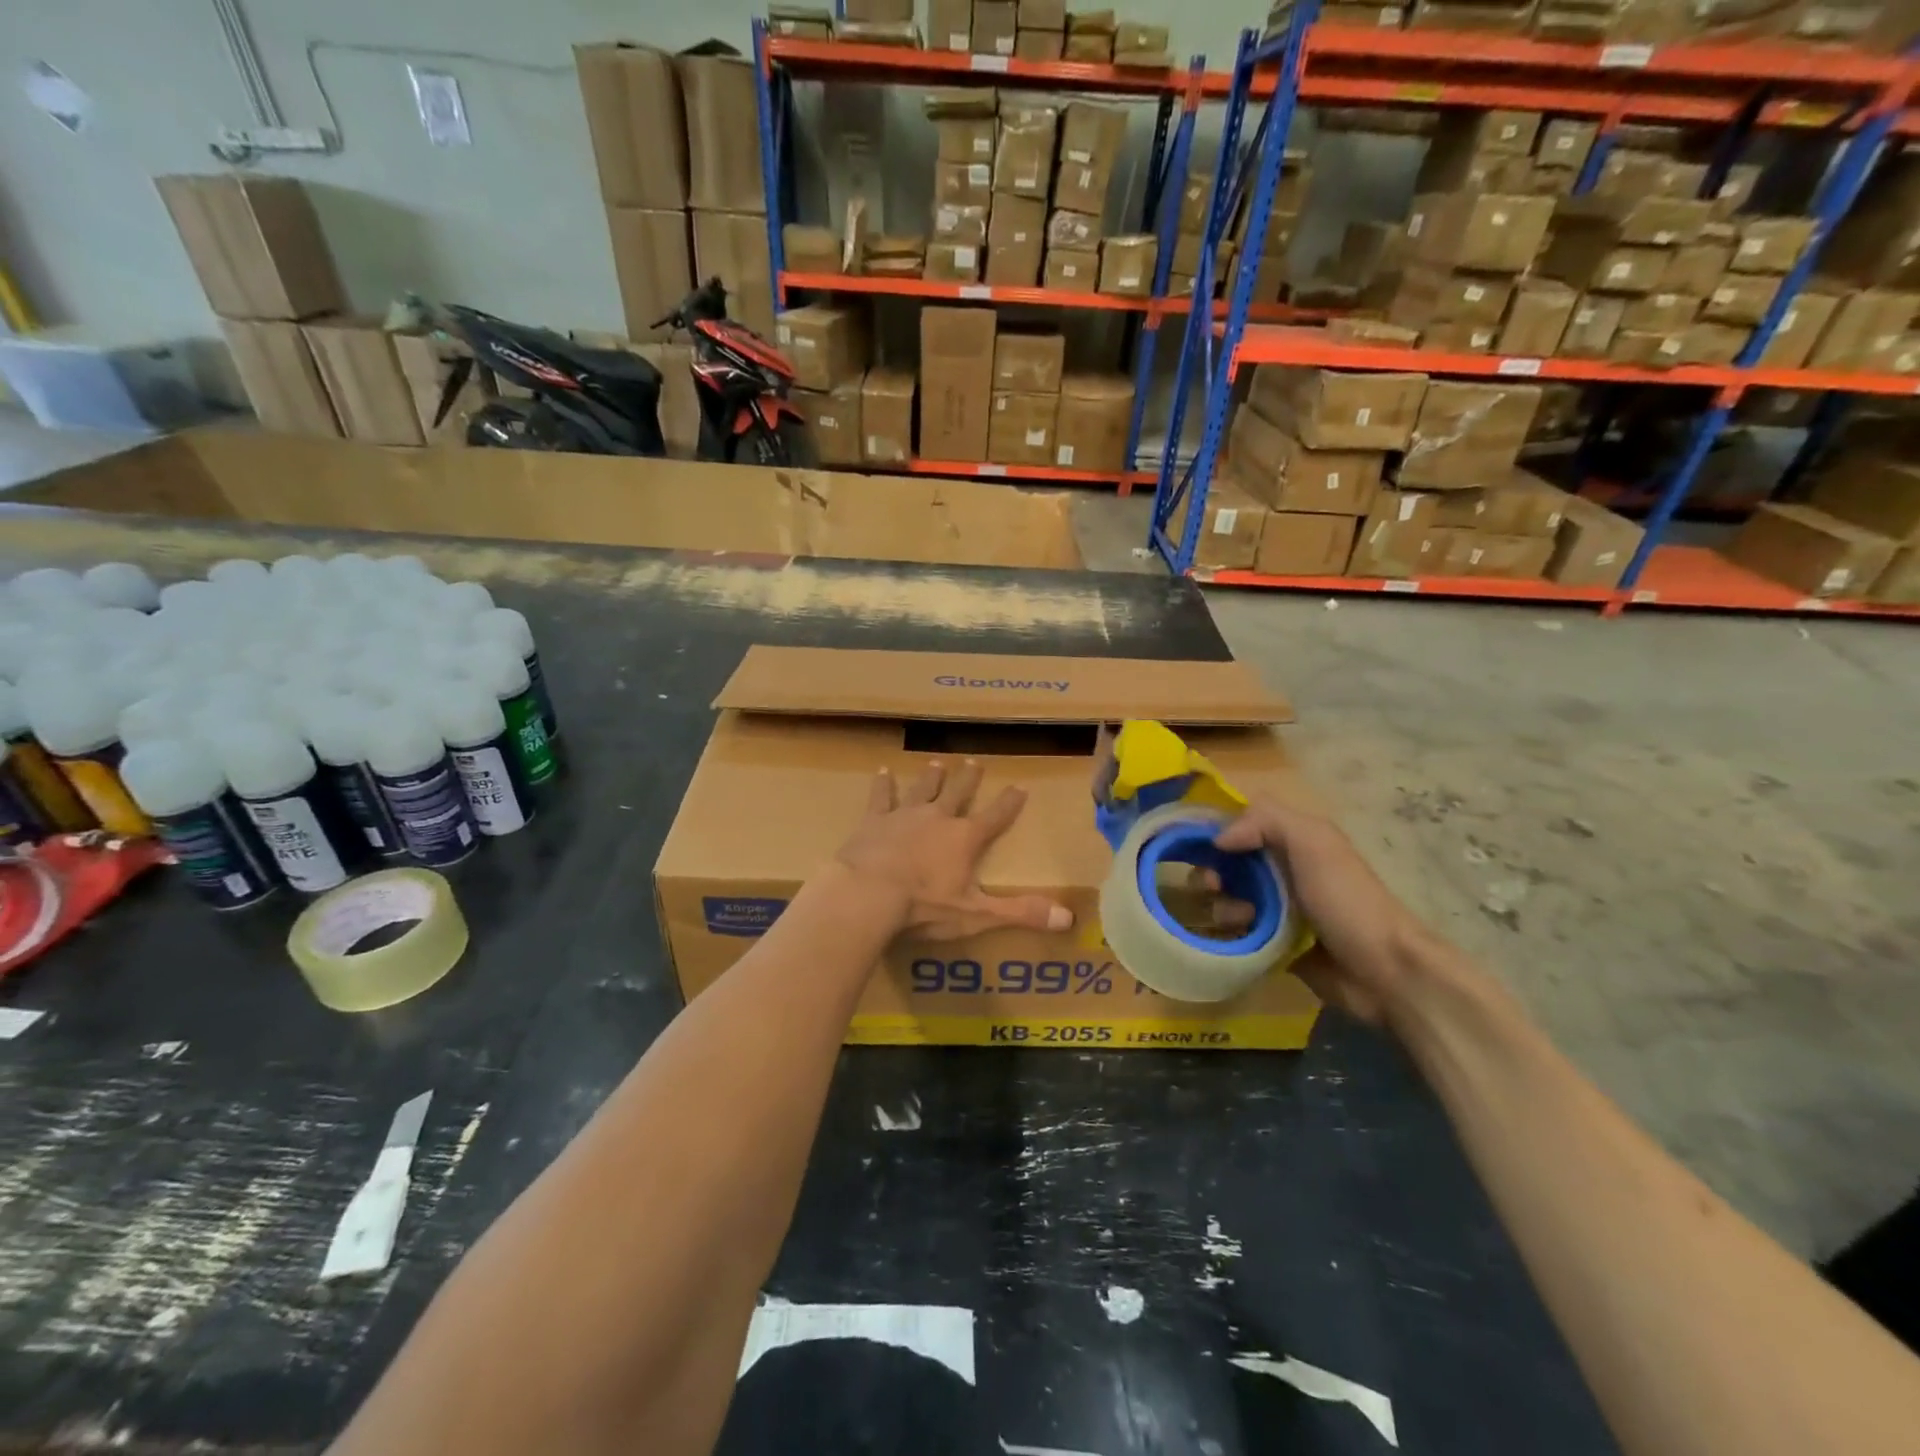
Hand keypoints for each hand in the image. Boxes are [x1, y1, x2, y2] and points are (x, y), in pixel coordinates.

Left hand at [835, 760, 1073, 940]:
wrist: (868, 894)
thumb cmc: (924, 906)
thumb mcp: (977, 914)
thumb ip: (1020, 913)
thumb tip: (1068, 918)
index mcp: (964, 839)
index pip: (995, 817)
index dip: (1009, 803)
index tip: (1020, 786)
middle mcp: (938, 818)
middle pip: (957, 793)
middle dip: (968, 779)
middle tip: (974, 762)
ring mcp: (904, 816)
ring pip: (922, 789)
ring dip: (931, 777)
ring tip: (937, 763)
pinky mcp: (873, 821)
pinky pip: (881, 797)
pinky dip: (883, 785)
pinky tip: (882, 771)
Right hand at [1210, 799, 1434, 1024]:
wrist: (1384, 972)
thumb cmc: (1347, 900)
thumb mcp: (1313, 843)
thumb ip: (1265, 821)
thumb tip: (1218, 838)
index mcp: (1294, 840)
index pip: (1243, 821)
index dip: (1216, 828)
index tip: (1197, 843)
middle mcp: (1283, 869)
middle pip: (1229, 860)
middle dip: (1213, 869)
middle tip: (1214, 884)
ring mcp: (1279, 907)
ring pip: (1230, 896)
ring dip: (1222, 903)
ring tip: (1236, 917)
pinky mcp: (1273, 943)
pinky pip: (1237, 930)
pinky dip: (1230, 930)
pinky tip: (1237, 936)